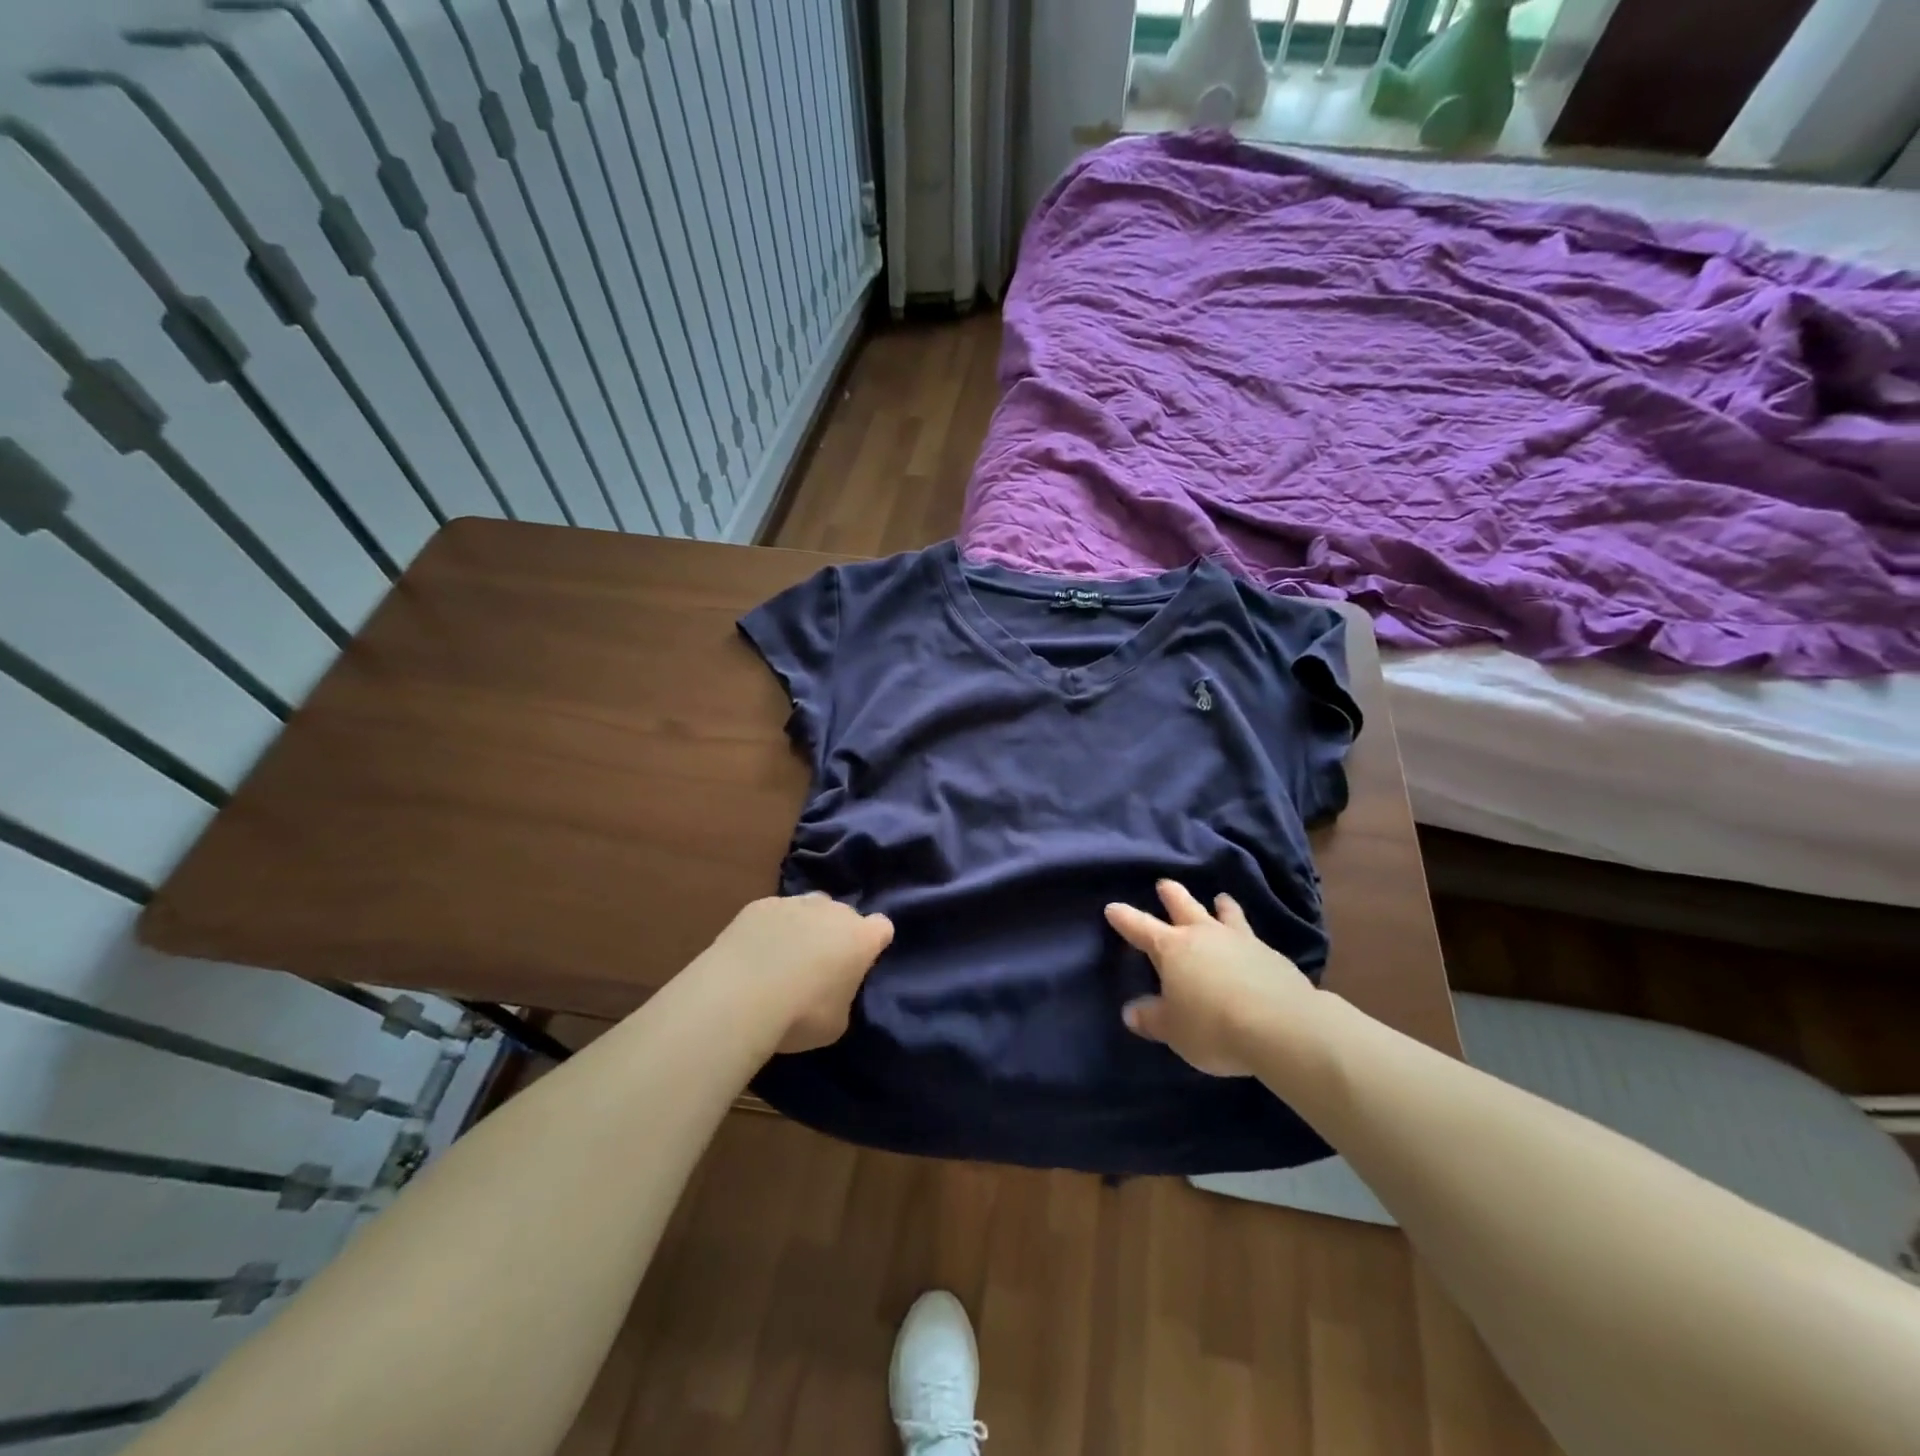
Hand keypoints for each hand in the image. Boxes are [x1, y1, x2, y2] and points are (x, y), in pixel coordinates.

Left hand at [700, 893, 893, 1053]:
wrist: (740, 997)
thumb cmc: (800, 1015)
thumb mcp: (837, 1022)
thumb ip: (843, 997)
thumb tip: (832, 990)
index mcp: (861, 937)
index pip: (883, 927)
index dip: (873, 944)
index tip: (859, 963)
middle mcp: (833, 910)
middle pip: (844, 914)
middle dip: (837, 934)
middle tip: (820, 966)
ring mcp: (795, 902)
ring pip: (810, 907)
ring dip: (805, 926)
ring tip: (784, 957)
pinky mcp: (760, 905)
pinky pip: (774, 913)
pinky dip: (770, 928)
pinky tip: (754, 953)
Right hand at [1105, 880, 1320, 1076]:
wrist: (1283, 1027)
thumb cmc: (1213, 1026)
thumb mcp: (1174, 1030)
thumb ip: (1151, 1018)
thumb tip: (1130, 1012)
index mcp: (1172, 948)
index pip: (1140, 928)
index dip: (1125, 918)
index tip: (1112, 907)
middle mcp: (1204, 935)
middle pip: (1183, 906)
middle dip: (1171, 894)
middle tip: (1164, 884)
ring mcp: (1241, 941)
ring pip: (1225, 914)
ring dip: (1220, 905)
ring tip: (1220, 898)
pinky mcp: (1272, 955)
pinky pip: (1252, 936)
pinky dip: (1246, 934)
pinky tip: (1252, 943)